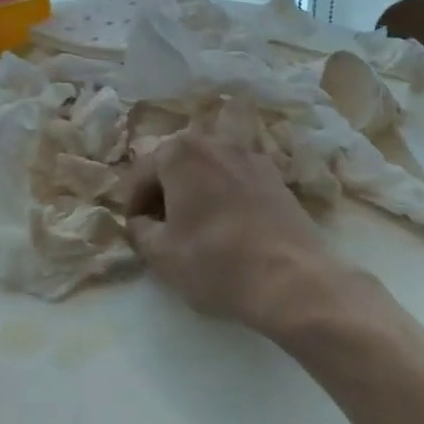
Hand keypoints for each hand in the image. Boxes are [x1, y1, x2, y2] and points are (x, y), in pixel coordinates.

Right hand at [123, 123, 353, 336]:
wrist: (292, 281)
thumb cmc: (215, 262)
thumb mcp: (160, 254)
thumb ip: (139, 230)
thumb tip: (141, 221)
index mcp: (180, 152)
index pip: (141, 172)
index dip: (131, 202)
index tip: (134, 229)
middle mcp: (215, 142)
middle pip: (176, 162)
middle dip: (163, 190)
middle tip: (160, 226)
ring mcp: (251, 156)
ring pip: (209, 168)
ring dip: (196, 189)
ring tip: (194, 223)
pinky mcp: (276, 178)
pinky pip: (237, 179)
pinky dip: (225, 194)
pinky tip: (227, 224)